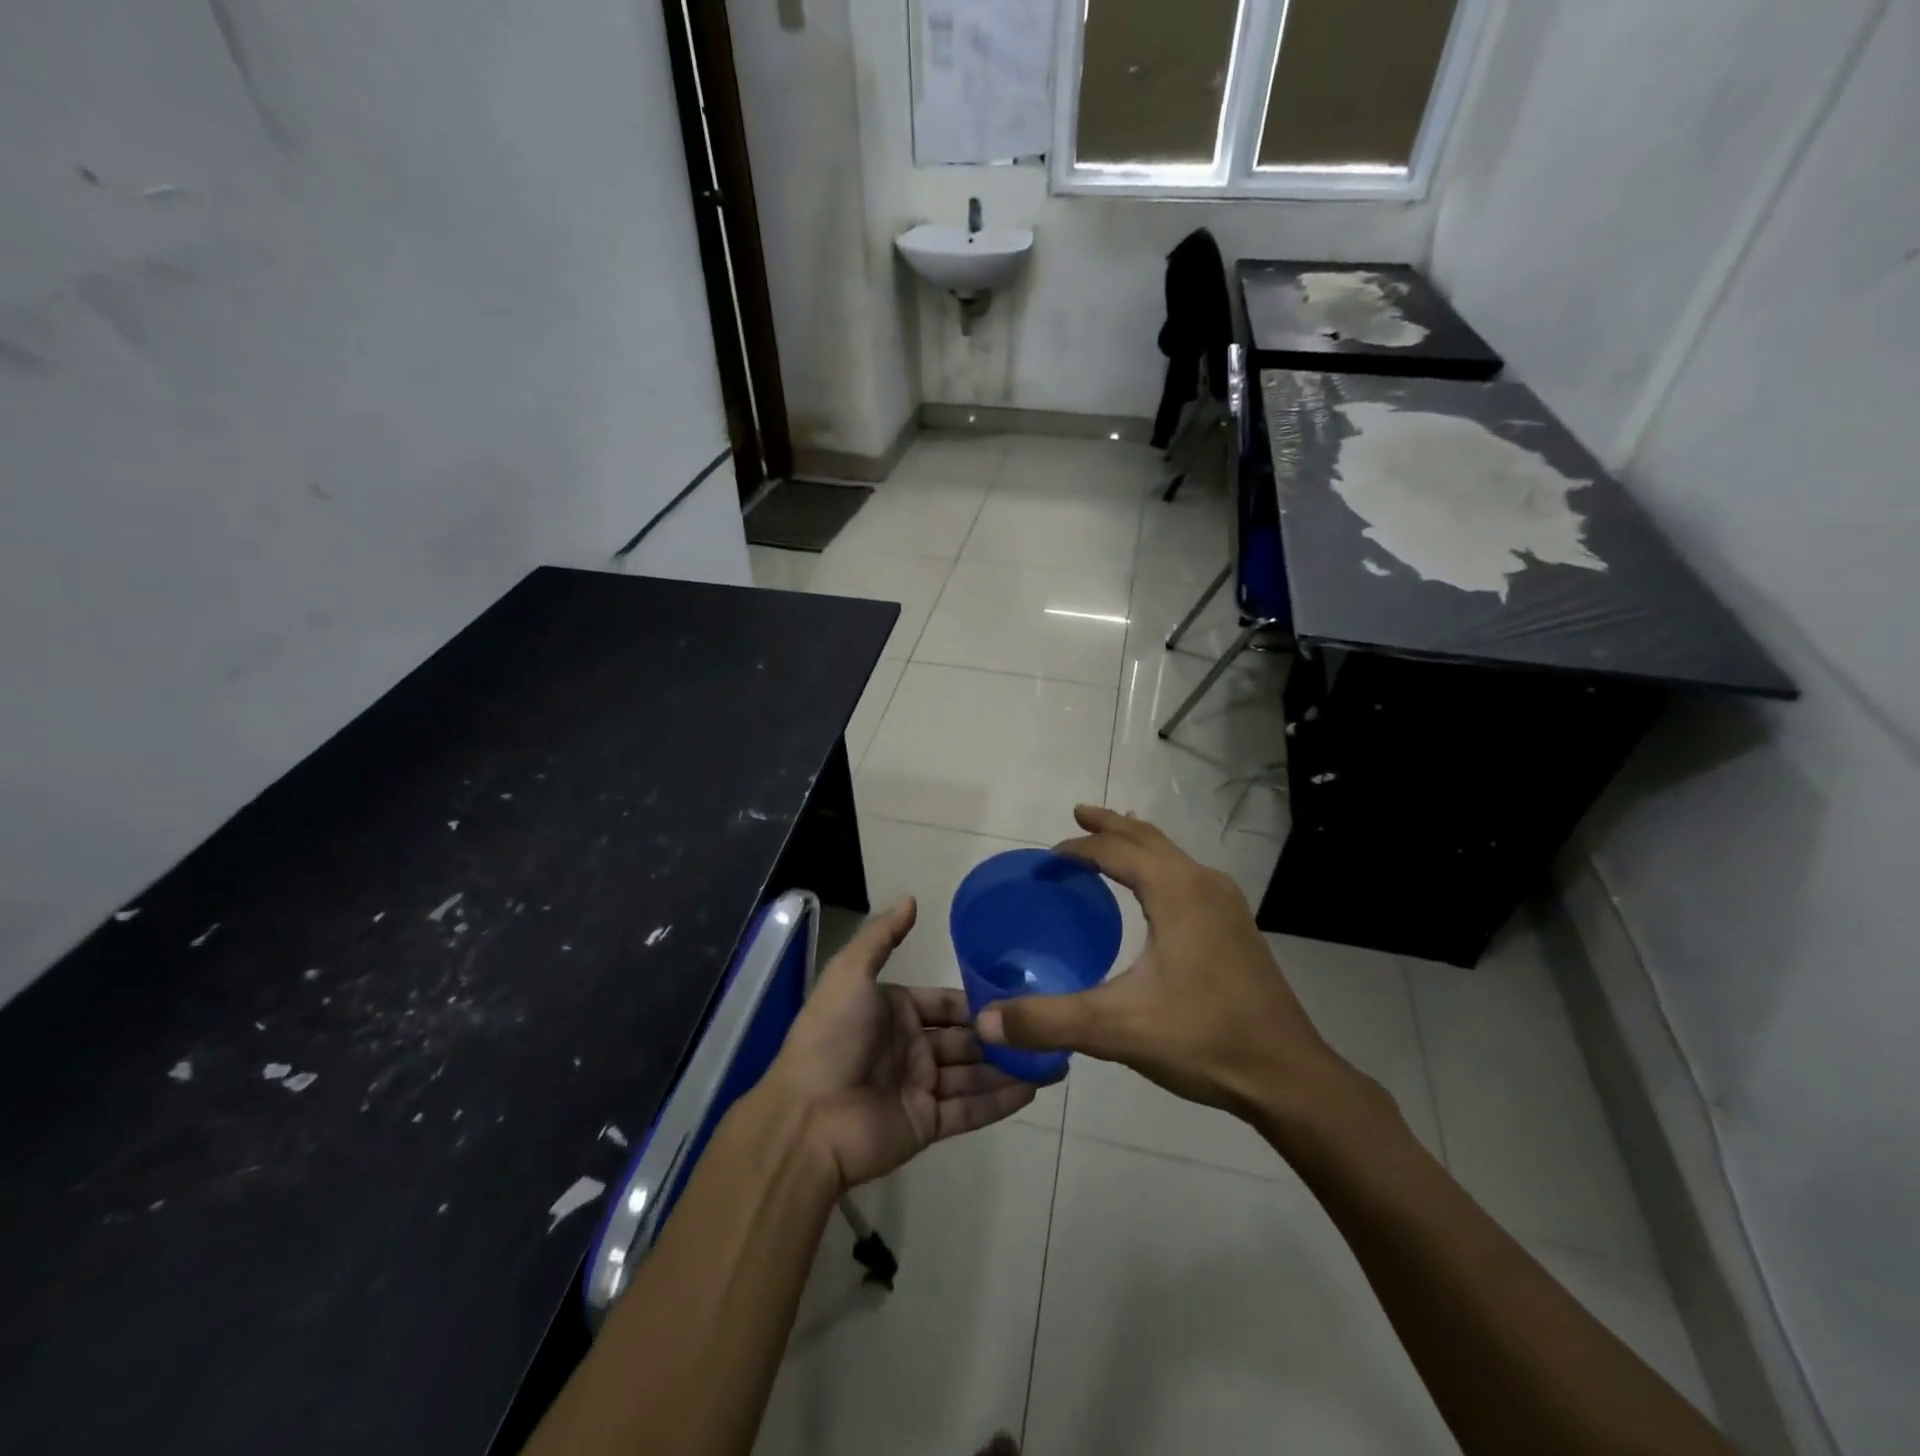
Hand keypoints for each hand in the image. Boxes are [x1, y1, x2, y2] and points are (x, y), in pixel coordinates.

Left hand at [765, 897, 1035, 1189]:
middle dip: (999, 1034)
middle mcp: (910, 1048)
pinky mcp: (927, 1124)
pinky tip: (1035, 1088)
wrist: (807, 1118)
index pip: (944, 1003)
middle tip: (1045, 1026)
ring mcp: (920, 1088)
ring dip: (1008, 1066)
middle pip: (964, 1038)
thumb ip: (881, 937)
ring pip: (973, 1073)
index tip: (1016, 993)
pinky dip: (1001, 1100)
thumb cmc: (831, 1038)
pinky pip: (971, 1109)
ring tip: (1054, 1056)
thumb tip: (911, 898)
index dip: (975, 1000)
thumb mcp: (850, 974)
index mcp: (894, 1012)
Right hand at [976, 806, 1363, 1123]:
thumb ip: (1048, 1020)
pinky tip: (1153, 895)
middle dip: (1110, 825)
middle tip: (1077, 815)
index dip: (1077, 848)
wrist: (1288, 1075)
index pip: (1115, 851)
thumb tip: (986, 1020)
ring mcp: (1227, 904)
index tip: (1047, 858)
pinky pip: (1188, 876)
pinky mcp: (1237, 927)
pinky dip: (1160, 866)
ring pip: (1173, 854)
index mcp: (1175, 891)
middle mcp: (1203, 884)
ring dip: (1138, 843)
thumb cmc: (1203, 1039)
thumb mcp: (1116, 1029)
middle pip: (1148, 838)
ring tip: (1111, 841)